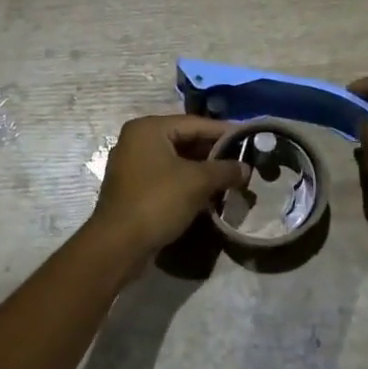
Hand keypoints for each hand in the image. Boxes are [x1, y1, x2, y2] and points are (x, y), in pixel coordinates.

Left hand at [85, 115, 249, 259]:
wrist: (118, 245)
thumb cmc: (157, 202)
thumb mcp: (197, 182)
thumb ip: (225, 170)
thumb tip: (246, 168)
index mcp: (149, 128)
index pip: (195, 123)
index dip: (225, 132)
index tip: (250, 139)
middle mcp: (137, 140)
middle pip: (185, 140)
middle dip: (214, 153)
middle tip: (243, 162)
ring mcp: (133, 165)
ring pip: (177, 160)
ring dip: (203, 170)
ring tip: (231, 179)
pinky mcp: (134, 188)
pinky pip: (167, 177)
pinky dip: (188, 182)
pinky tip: (209, 194)